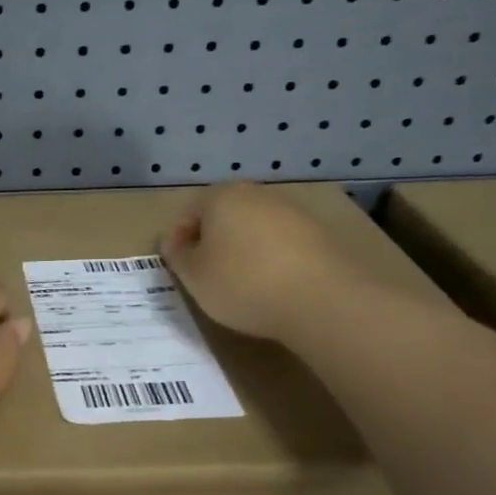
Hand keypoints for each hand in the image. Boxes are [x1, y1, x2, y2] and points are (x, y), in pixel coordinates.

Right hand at [160, 182, 356, 339]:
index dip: (177, 240)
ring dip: (242, 250)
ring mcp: (292, 212)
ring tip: (239, 284)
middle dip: (211, 241)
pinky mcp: (319, 235)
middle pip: (223, 216)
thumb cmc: (242, 283)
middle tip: (205, 274)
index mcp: (222, 197)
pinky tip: (270, 286)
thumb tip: (174, 243)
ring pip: (253, 229)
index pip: (188, 212)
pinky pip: (281, 244)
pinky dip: (270, 260)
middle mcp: (258, 195)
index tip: (178, 267)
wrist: (321, 299)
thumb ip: (177, 256)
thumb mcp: (194, 276)